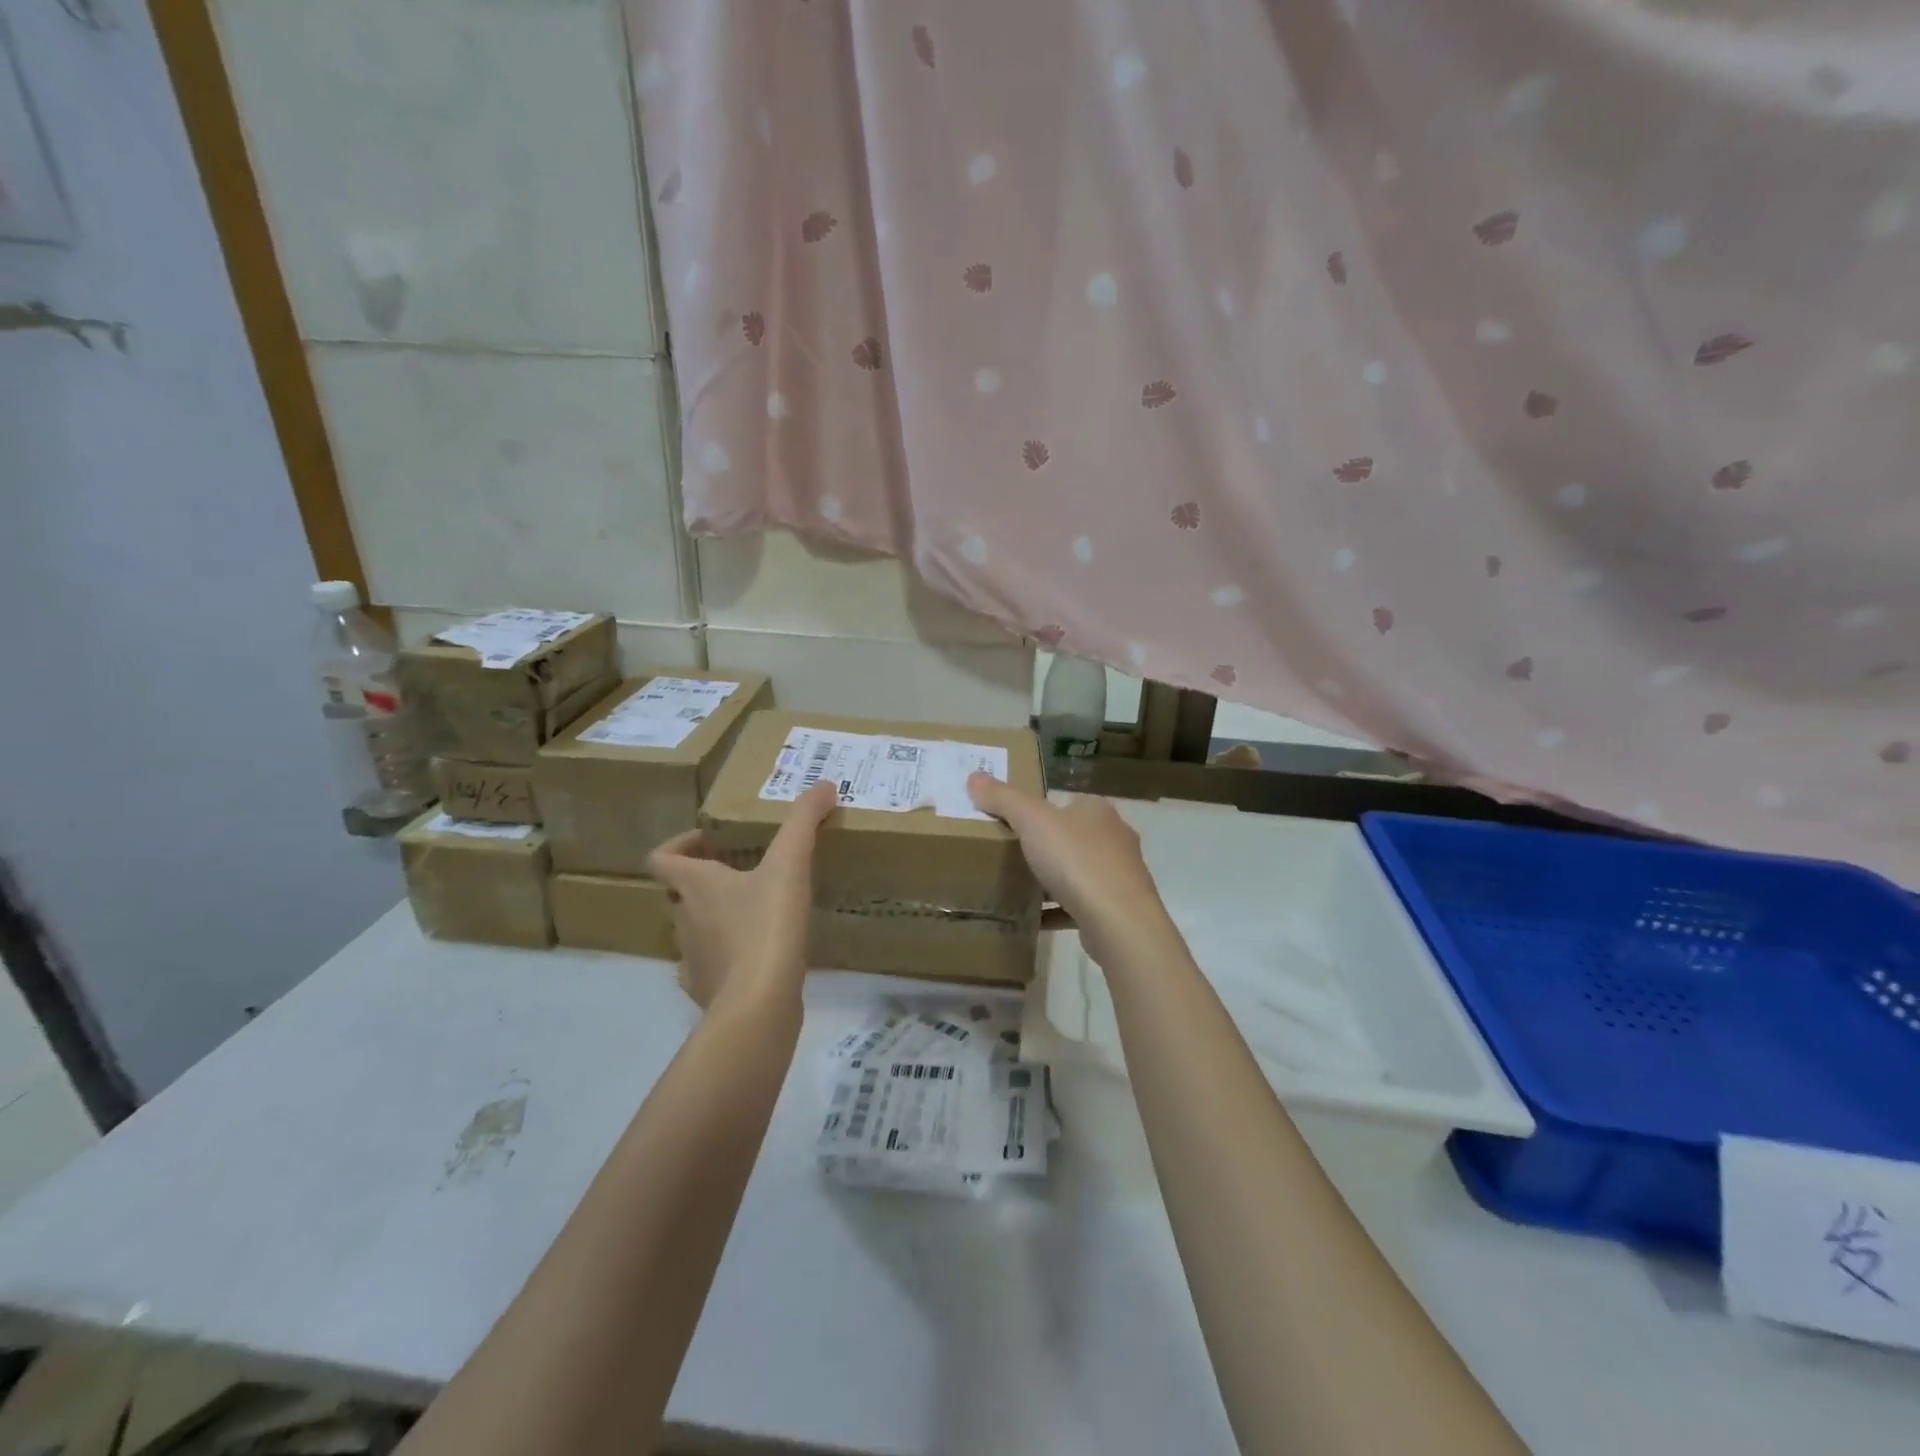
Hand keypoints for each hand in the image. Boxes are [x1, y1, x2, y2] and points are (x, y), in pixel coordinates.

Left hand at [647, 782, 835, 1009]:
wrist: (758, 1005)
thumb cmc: (766, 926)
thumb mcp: (790, 864)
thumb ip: (804, 821)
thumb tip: (823, 784)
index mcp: (695, 886)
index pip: (662, 858)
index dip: (679, 845)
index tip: (708, 842)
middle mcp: (684, 919)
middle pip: (679, 894)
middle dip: (703, 882)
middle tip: (740, 872)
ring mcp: (692, 960)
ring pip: (694, 930)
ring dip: (716, 918)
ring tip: (756, 913)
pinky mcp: (708, 991)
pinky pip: (710, 967)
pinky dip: (727, 957)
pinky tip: (758, 956)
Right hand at [966, 774, 1177, 968]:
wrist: (1118, 922)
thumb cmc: (1076, 860)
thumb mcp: (1032, 821)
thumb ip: (1003, 799)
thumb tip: (974, 777)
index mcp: (1097, 810)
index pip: (1066, 802)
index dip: (1040, 809)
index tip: (1013, 823)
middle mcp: (1114, 837)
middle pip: (1072, 836)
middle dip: (1046, 845)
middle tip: (1011, 854)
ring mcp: (1119, 875)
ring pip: (1078, 872)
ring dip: (1053, 879)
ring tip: (1020, 886)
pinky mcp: (1117, 909)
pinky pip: (1079, 905)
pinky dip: (1058, 910)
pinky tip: (1034, 918)